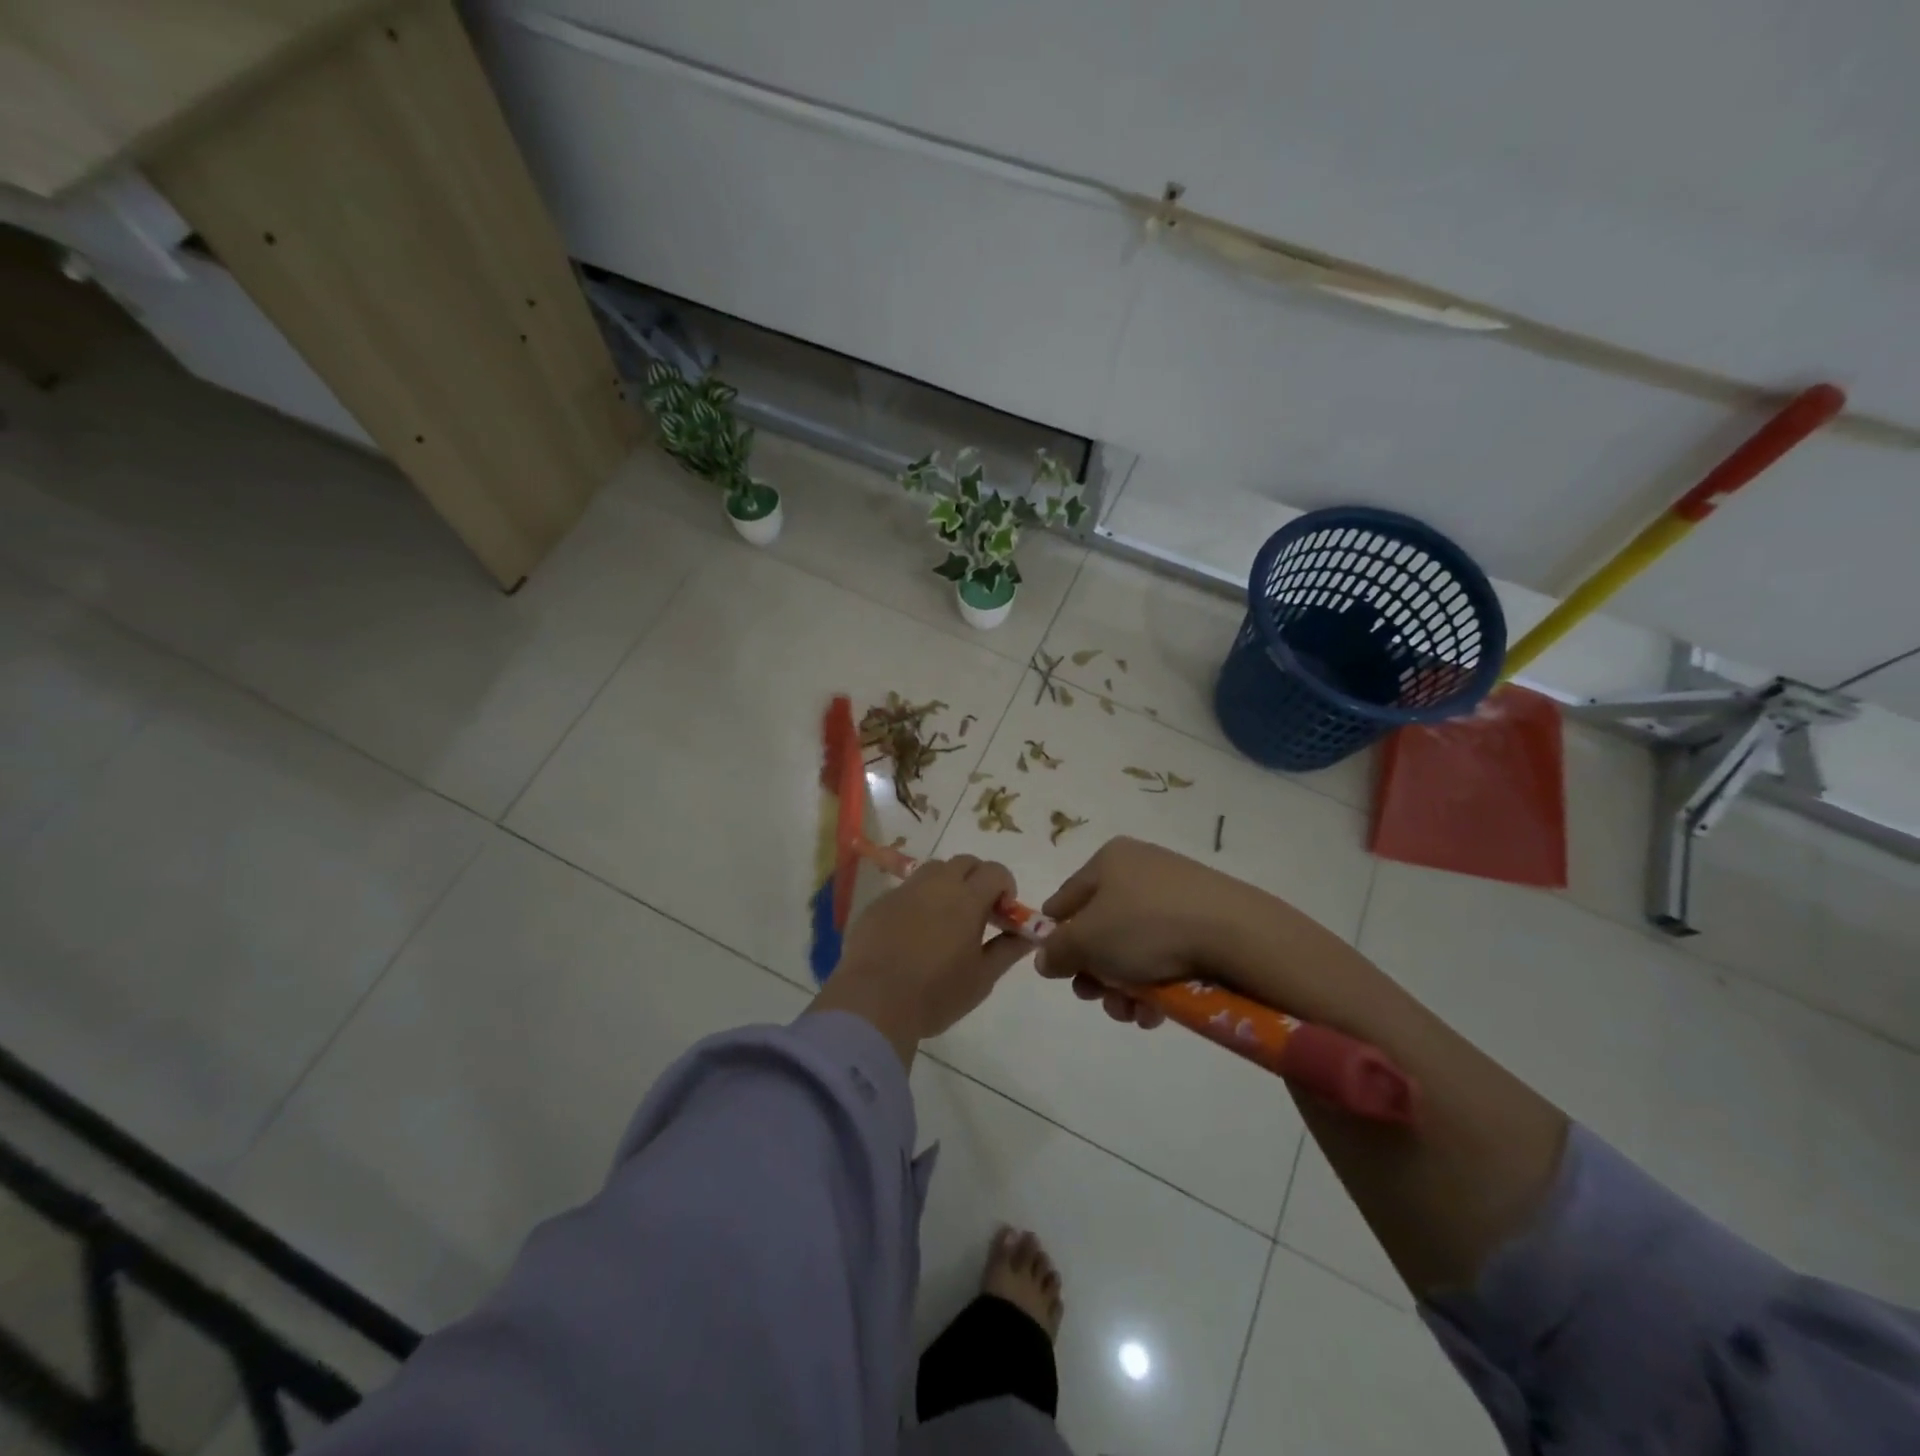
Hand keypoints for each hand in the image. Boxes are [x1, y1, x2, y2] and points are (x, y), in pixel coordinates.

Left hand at [810, 854, 1033, 1064]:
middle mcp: (936, 884)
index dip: (1005, 887)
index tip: (1002, 915)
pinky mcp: (879, 902)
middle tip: (977, 914)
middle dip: (977, 880)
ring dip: (947, 885)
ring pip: (933, 871)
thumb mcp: (982, 978)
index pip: (996, 871)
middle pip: (964, 863)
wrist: (872, 1002)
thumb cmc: (935, 993)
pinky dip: (918, 901)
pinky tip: (912, 934)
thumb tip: (1029, 935)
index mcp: (967, 898)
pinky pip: (906, 890)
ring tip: (945, 920)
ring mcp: (904, 890)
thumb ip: (1008, 950)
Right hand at [1037, 837, 1279, 1028]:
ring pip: (1133, 948)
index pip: (1065, 899)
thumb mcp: (1086, 940)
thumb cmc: (1147, 926)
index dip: (1056, 936)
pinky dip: (1156, 984)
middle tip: (1097, 997)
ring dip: (1124, 986)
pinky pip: (1166, 953)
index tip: (1059, 972)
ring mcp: (1177, 895)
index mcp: (1109, 860)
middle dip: (1095, 972)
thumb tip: (1045, 959)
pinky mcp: (1206, 921)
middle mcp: (1141, 869)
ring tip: (1132, 1012)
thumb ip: (1057, 950)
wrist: (1237, 934)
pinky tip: (1158, 1012)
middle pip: (1100, 928)